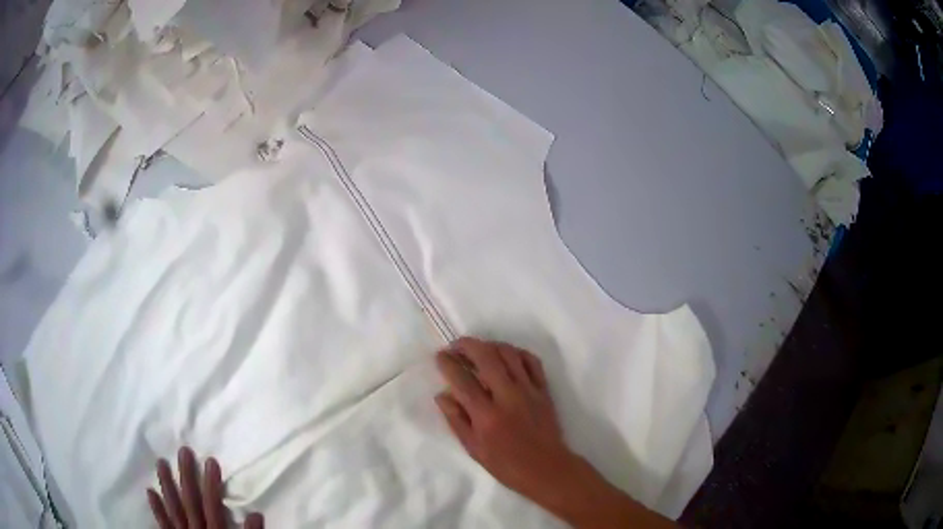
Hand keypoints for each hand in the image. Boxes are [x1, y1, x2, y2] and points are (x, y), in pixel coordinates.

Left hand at [147, 447, 263, 528]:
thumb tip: (255, 514)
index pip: (212, 505)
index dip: (211, 483)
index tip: (210, 461)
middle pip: (190, 501)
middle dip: (187, 476)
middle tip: (183, 451)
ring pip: (173, 508)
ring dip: (167, 485)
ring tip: (161, 463)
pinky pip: (163, 525)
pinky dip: (157, 509)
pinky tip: (150, 492)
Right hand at [434, 338, 577, 505]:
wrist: (546, 468)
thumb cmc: (506, 464)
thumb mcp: (473, 449)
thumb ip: (456, 420)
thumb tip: (442, 395)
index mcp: (486, 415)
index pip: (462, 380)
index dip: (448, 363)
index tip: (440, 356)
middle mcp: (507, 397)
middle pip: (486, 357)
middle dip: (467, 345)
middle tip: (456, 347)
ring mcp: (528, 390)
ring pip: (509, 353)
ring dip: (490, 345)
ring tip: (479, 350)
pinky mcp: (543, 389)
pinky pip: (531, 361)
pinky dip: (516, 353)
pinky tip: (506, 357)